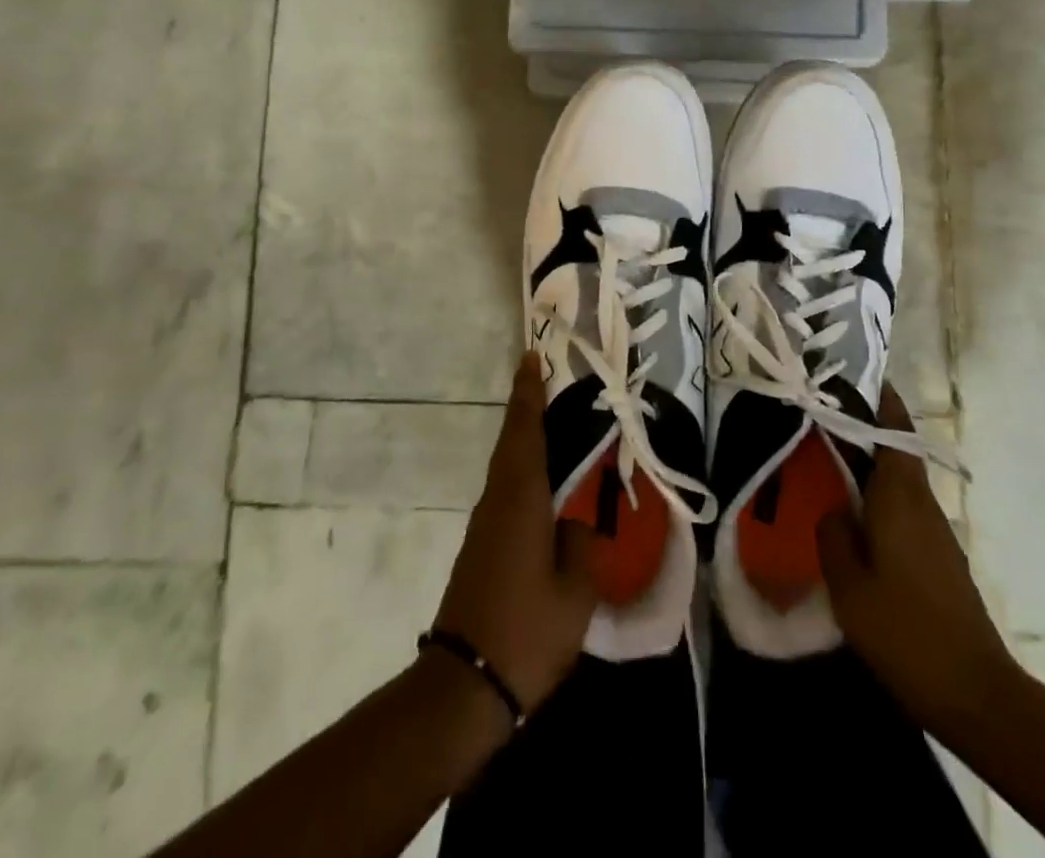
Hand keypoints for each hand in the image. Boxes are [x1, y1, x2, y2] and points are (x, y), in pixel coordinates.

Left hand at [433, 353, 596, 715]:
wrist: (463, 686)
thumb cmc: (526, 632)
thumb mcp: (575, 592)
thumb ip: (582, 545)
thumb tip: (577, 521)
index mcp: (521, 499)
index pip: (524, 430)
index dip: (528, 393)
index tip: (531, 357)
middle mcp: (497, 501)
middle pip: (512, 442)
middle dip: (527, 409)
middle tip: (549, 383)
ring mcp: (484, 525)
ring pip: (507, 467)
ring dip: (525, 440)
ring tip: (557, 428)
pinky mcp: (481, 548)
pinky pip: (506, 492)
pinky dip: (524, 472)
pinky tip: (545, 488)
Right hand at [817, 386, 1018, 733]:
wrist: (976, 694)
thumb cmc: (905, 631)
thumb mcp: (848, 583)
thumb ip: (833, 534)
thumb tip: (835, 509)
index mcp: (900, 496)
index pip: (893, 428)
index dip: (875, 397)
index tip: (848, 374)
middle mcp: (921, 502)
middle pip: (894, 449)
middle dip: (862, 427)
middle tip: (819, 416)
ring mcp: (935, 531)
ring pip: (897, 480)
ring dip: (867, 464)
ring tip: (826, 461)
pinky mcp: (939, 557)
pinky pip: (903, 508)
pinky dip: (877, 497)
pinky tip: (852, 517)